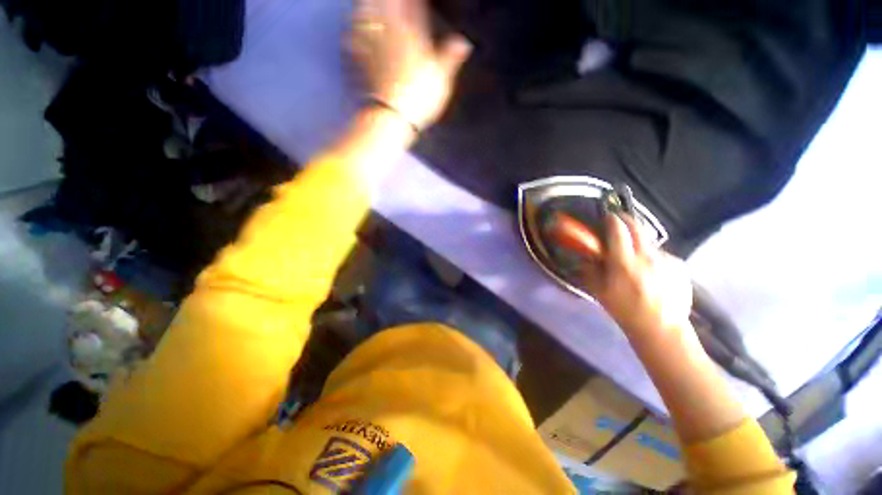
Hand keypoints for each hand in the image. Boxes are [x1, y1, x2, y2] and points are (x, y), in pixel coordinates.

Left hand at [349, 0, 471, 129]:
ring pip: (364, 17)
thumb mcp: (442, 78)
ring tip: (365, 4)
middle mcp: (389, 35)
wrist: (393, 116)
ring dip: (365, 8)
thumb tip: (464, 42)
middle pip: (384, 5)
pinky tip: (350, 33)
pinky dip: (351, 34)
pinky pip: (351, 41)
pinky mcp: (360, 63)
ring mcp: (372, 47)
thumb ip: (450, 57)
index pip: (412, 5)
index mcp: (412, 35)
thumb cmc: (419, 97)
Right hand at [584, 215, 692, 338]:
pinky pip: (660, 253)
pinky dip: (651, 255)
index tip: (606, 218)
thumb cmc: (625, 310)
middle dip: (625, 220)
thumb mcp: (600, 291)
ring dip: (638, 240)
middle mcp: (647, 256)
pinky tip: (650, 270)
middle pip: (637, 226)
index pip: (618, 229)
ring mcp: (666, 260)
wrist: (662, 328)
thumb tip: (586, 255)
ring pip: (649, 240)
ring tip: (633, 254)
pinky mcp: (679, 265)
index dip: (610, 220)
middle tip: (617, 223)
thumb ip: (591, 269)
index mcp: (624, 263)